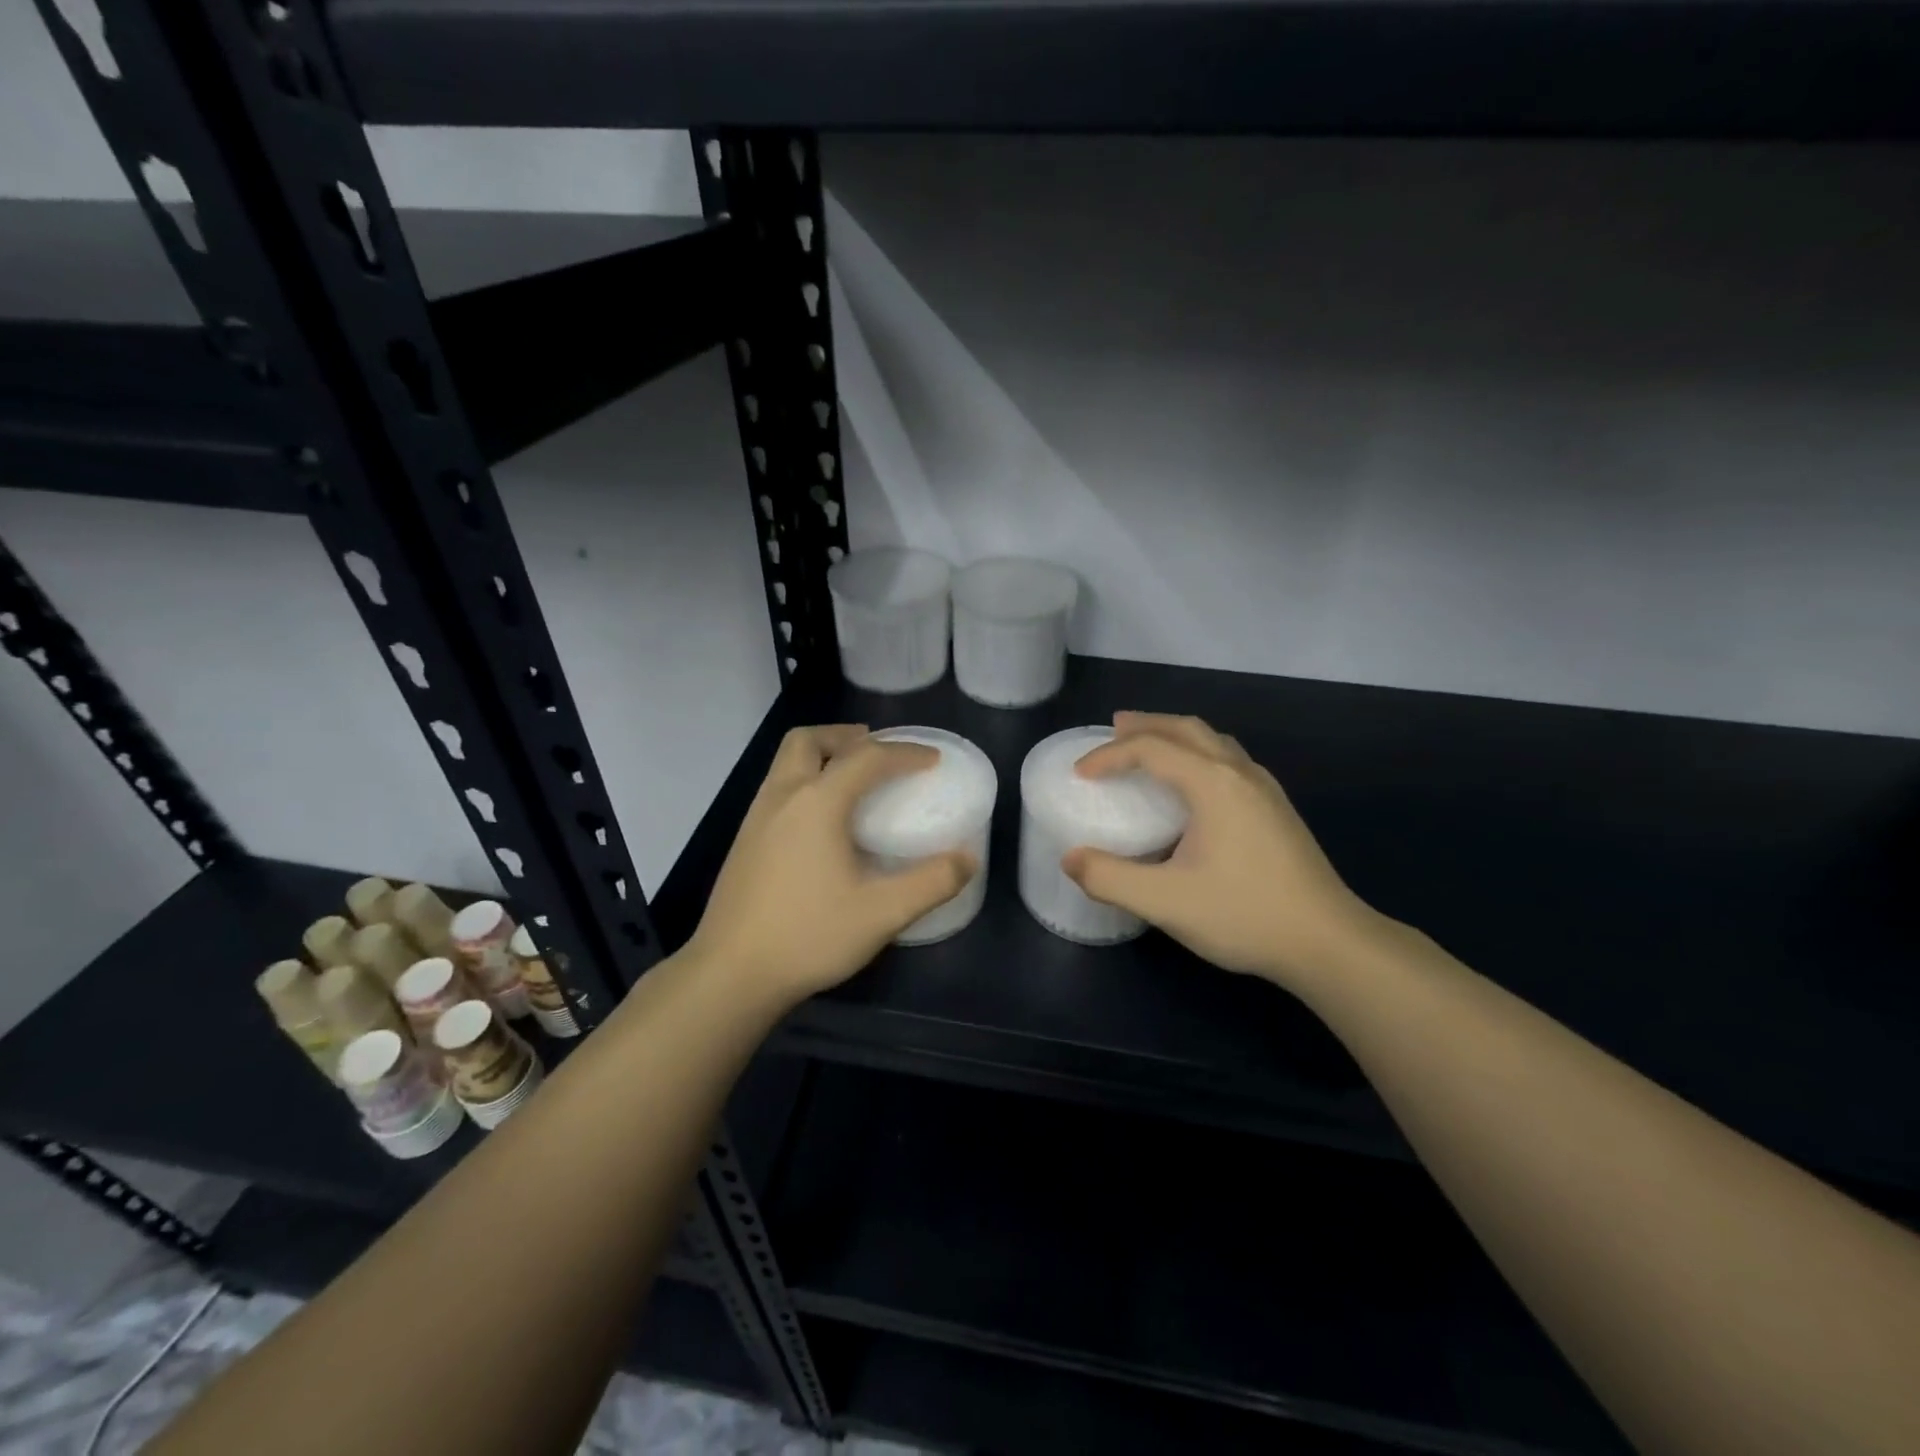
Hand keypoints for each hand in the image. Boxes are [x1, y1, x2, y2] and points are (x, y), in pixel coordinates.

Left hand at [685, 725, 974, 1007]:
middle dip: (845, 736)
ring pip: (786, 762)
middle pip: (808, 740)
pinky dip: (804, 781)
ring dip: (821, 756)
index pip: (867, 758)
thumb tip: (967, 859)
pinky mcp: (743, 841)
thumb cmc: (808, 936)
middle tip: (877, 750)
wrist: (730, 974)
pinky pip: (777, 788)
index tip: (933, 760)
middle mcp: (782, 797)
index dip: (905, 753)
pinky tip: (820, 822)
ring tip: (851, 779)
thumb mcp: (881, 913)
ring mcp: (756, 818)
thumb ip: (931, 883)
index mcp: (817, 803)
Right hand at [1063, 712, 1381, 992]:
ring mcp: (1265, 789)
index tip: (1080, 774)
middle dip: (1146, 725)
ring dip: (1175, 735)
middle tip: (1113, 729)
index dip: (1109, 755)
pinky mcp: (1277, 809)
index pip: (1151, 749)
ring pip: (1214, 740)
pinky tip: (1194, 783)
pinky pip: (1229, 759)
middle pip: (1186, 728)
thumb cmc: (1244, 915)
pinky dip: (1198, 752)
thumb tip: (1071, 859)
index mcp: (1212, 783)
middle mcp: (1240, 773)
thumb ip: (1110, 879)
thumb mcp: (1165, 902)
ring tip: (1150, 745)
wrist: (1328, 942)